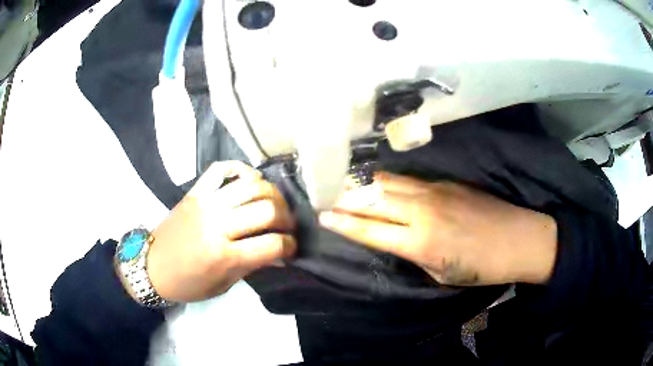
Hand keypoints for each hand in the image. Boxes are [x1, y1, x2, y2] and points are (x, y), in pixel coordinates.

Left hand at [145, 161, 296, 302]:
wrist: (151, 267)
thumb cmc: (188, 284)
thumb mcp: (223, 285)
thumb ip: (252, 266)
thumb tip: (280, 254)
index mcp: (223, 256)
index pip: (272, 245)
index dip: (290, 246)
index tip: (292, 247)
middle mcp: (216, 225)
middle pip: (267, 210)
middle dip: (287, 219)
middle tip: (287, 226)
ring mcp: (205, 203)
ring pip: (250, 185)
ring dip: (271, 194)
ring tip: (274, 204)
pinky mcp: (195, 192)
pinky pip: (221, 169)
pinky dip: (240, 169)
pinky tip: (249, 180)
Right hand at [319, 172, 556, 285]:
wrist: (518, 238)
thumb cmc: (481, 267)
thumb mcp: (441, 273)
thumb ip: (415, 253)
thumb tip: (397, 238)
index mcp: (421, 242)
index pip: (370, 230)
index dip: (344, 223)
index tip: (323, 216)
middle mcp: (422, 211)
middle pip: (374, 200)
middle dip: (346, 199)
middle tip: (325, 196)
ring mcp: (434, 191)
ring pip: (389, 183)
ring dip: (364, 185)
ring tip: (345, 185)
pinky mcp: (446, 182)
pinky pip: (408, 180)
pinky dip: (388, 181)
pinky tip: (379, 182)